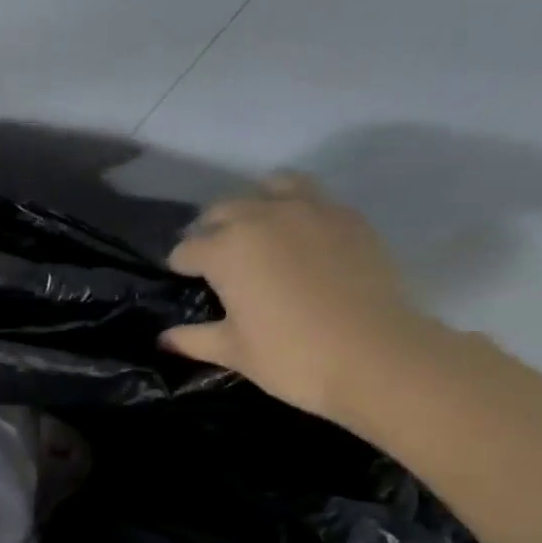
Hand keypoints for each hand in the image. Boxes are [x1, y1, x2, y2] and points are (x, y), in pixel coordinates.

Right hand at [160, 174, 442, 421]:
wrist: (376, 355)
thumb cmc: (290, 355)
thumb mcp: (232, 351)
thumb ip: (193, 339)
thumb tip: (165, 339)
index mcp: (225, 249)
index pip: (186, 249)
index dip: (181, 267)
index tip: (185, 282)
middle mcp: (262, 218)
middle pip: (223, 210)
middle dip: (212, 231)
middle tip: (216, 260)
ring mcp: (310, 211)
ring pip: (271, 187)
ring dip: (256, 204)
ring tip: (258, 232)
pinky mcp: (348, 218)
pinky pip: (313, 199)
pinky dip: (297, 210)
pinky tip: (300, 240)